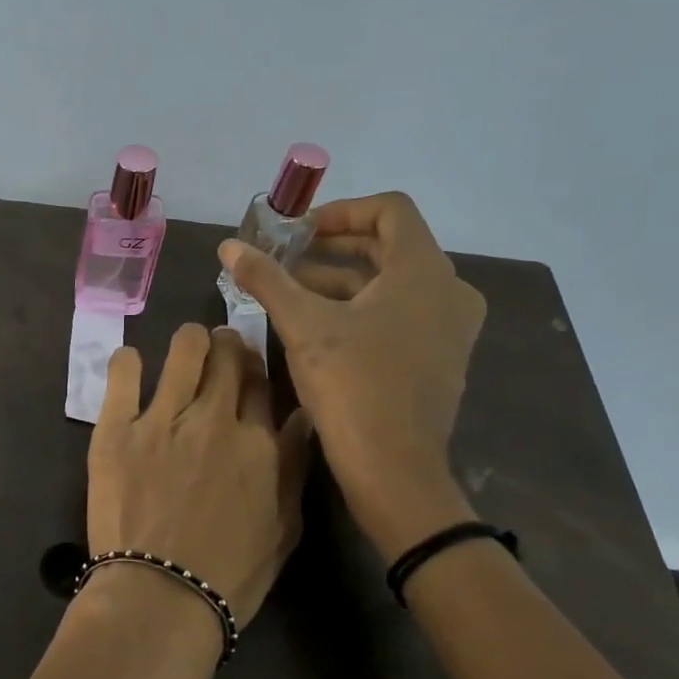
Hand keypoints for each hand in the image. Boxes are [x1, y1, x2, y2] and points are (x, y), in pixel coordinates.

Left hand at [86, 325, 312, 622]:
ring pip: (185, 349)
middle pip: (228, 356)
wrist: (161, 598)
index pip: (262, 382)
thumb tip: (302, 418)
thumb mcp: (284, 528)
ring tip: (185, 350)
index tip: (247, 371)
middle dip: (227, 346)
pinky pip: (123, 371)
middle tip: (218, 353)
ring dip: (190, 341)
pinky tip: (132, 365)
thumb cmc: (230, 575)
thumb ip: (295, 467)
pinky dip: (129, 361)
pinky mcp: (116, 428)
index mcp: (259, 443)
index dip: (256, 369)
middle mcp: (215, 419)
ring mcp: (163, 420)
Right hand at [219, 192, 484, 556]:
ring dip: (343, 280)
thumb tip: (228, 246)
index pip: (390, 210)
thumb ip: (266, 279)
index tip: (299, 231)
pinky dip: (363, 308)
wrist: (394, 468)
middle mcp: (448, 291)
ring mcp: (449, 327)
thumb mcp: (302, 325)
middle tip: (288, 258)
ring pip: (393, 283)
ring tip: (292, 293)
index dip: (341, 211)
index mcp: (424, 271)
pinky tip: (320, 328)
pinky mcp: (440, 358)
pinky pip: (401, 313)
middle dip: (334, 248)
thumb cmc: (352, 385)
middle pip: (390, 246)